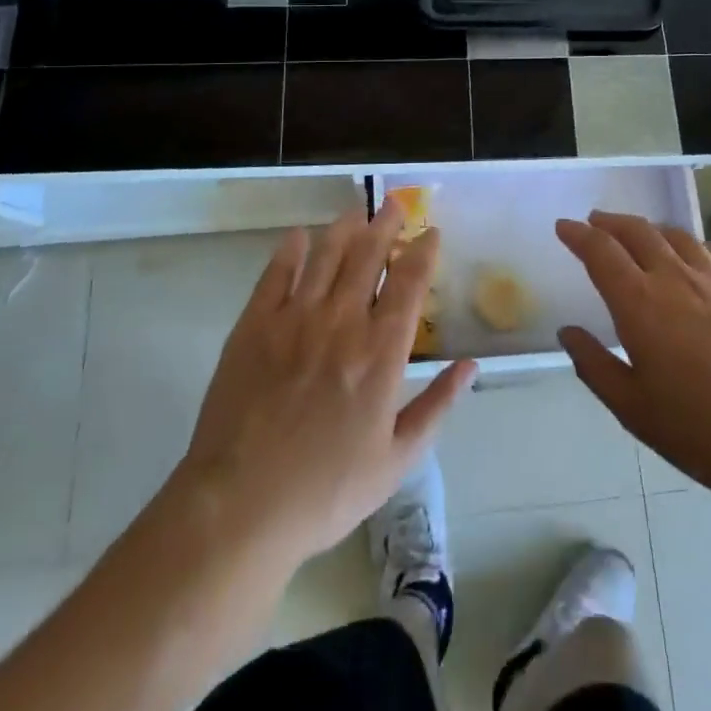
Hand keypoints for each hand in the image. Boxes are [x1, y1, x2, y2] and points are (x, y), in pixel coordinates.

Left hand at [173, 202, 475, 570]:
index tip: (430, 232)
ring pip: (325, 254)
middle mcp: (341, 322)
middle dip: (385, 224)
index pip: (409, 283)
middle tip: (392, 204)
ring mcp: (295, 319)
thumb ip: (436, 406)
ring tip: (355, 212)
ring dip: (344, 228)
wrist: (240, 506)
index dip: (422, 251)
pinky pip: (276, 273)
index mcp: (380, 352)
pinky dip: (291, 249)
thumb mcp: (396, 460)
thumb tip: (470, 365)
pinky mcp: (254, 325)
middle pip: (368, 255)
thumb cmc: (326, 491)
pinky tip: (299, 236)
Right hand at [556, 211, 710, 510]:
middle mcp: (676, 277)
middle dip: (611, 223)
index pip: (600, 251)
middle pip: (638, 232)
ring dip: (650, 229)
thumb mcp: (634, 409)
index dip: (578, 235)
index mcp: (640, 303)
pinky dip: (692, 245)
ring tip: (641, 235)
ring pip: (677, 236)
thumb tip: (568, 332)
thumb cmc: (703, 431)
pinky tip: (694, 256)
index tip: (564, 226)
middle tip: (596, 222)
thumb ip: (594, 366)